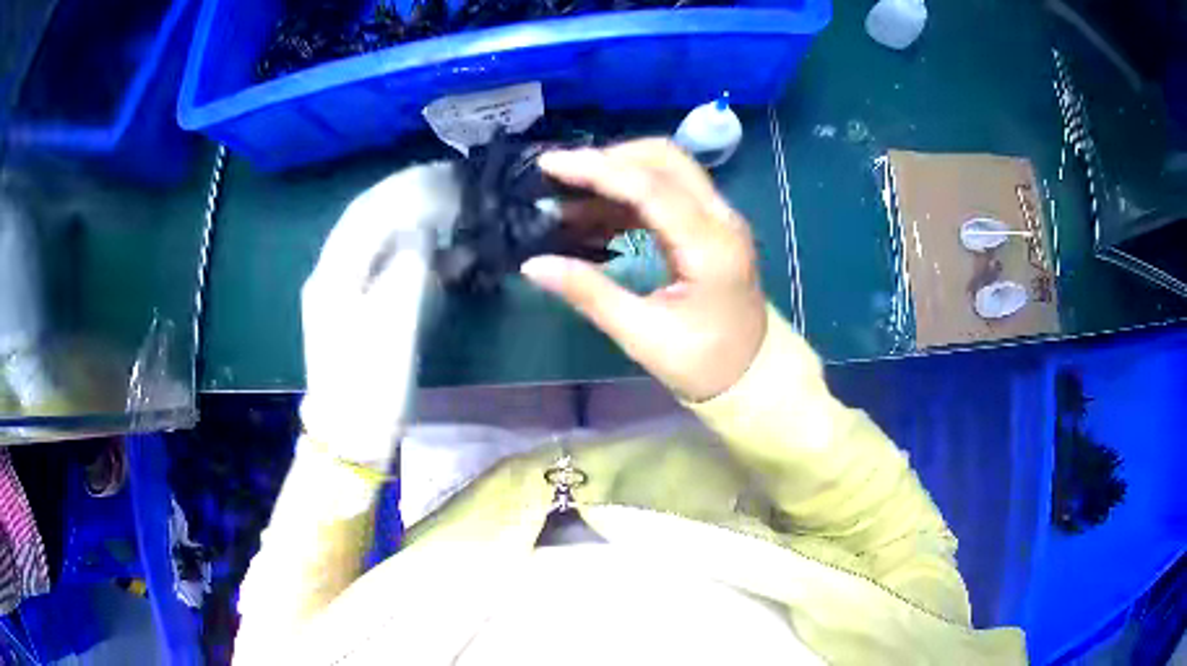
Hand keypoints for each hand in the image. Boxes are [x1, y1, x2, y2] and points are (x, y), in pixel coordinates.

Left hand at [300, 162, 459, 466]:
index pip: (368, 210)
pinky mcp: (354, 313)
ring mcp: (340, 293)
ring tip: (450, 214)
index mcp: (334, 273)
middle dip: (409, 198)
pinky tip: (437, 256)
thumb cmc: (370, 383)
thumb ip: (407, 266)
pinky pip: (382, 269)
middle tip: (450, 185)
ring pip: (376, 243)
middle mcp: (331, 274)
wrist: (350, 435)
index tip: (444, 173)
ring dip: (412, 225)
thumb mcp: (393, 322)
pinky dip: (410, 256)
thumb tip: (423, 227)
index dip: (406, 186)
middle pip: (369, 221)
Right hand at [522, 139, 766, 401]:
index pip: (650, 186)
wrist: (753, 375)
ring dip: (616, 174)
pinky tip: (592, 215)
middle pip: (664, 159)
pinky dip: (628, 196)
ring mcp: (718, 218)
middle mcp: (720, 218)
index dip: (597, 169)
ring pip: (666, 170)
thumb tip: (533, 265)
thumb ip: (589, 293)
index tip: (549, 165)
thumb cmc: (703, 363)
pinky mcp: (709, 226)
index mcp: (710, 246)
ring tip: (566, 197)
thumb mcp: (642, 335)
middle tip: (560, 176)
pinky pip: (666, 193)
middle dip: (608, 158)